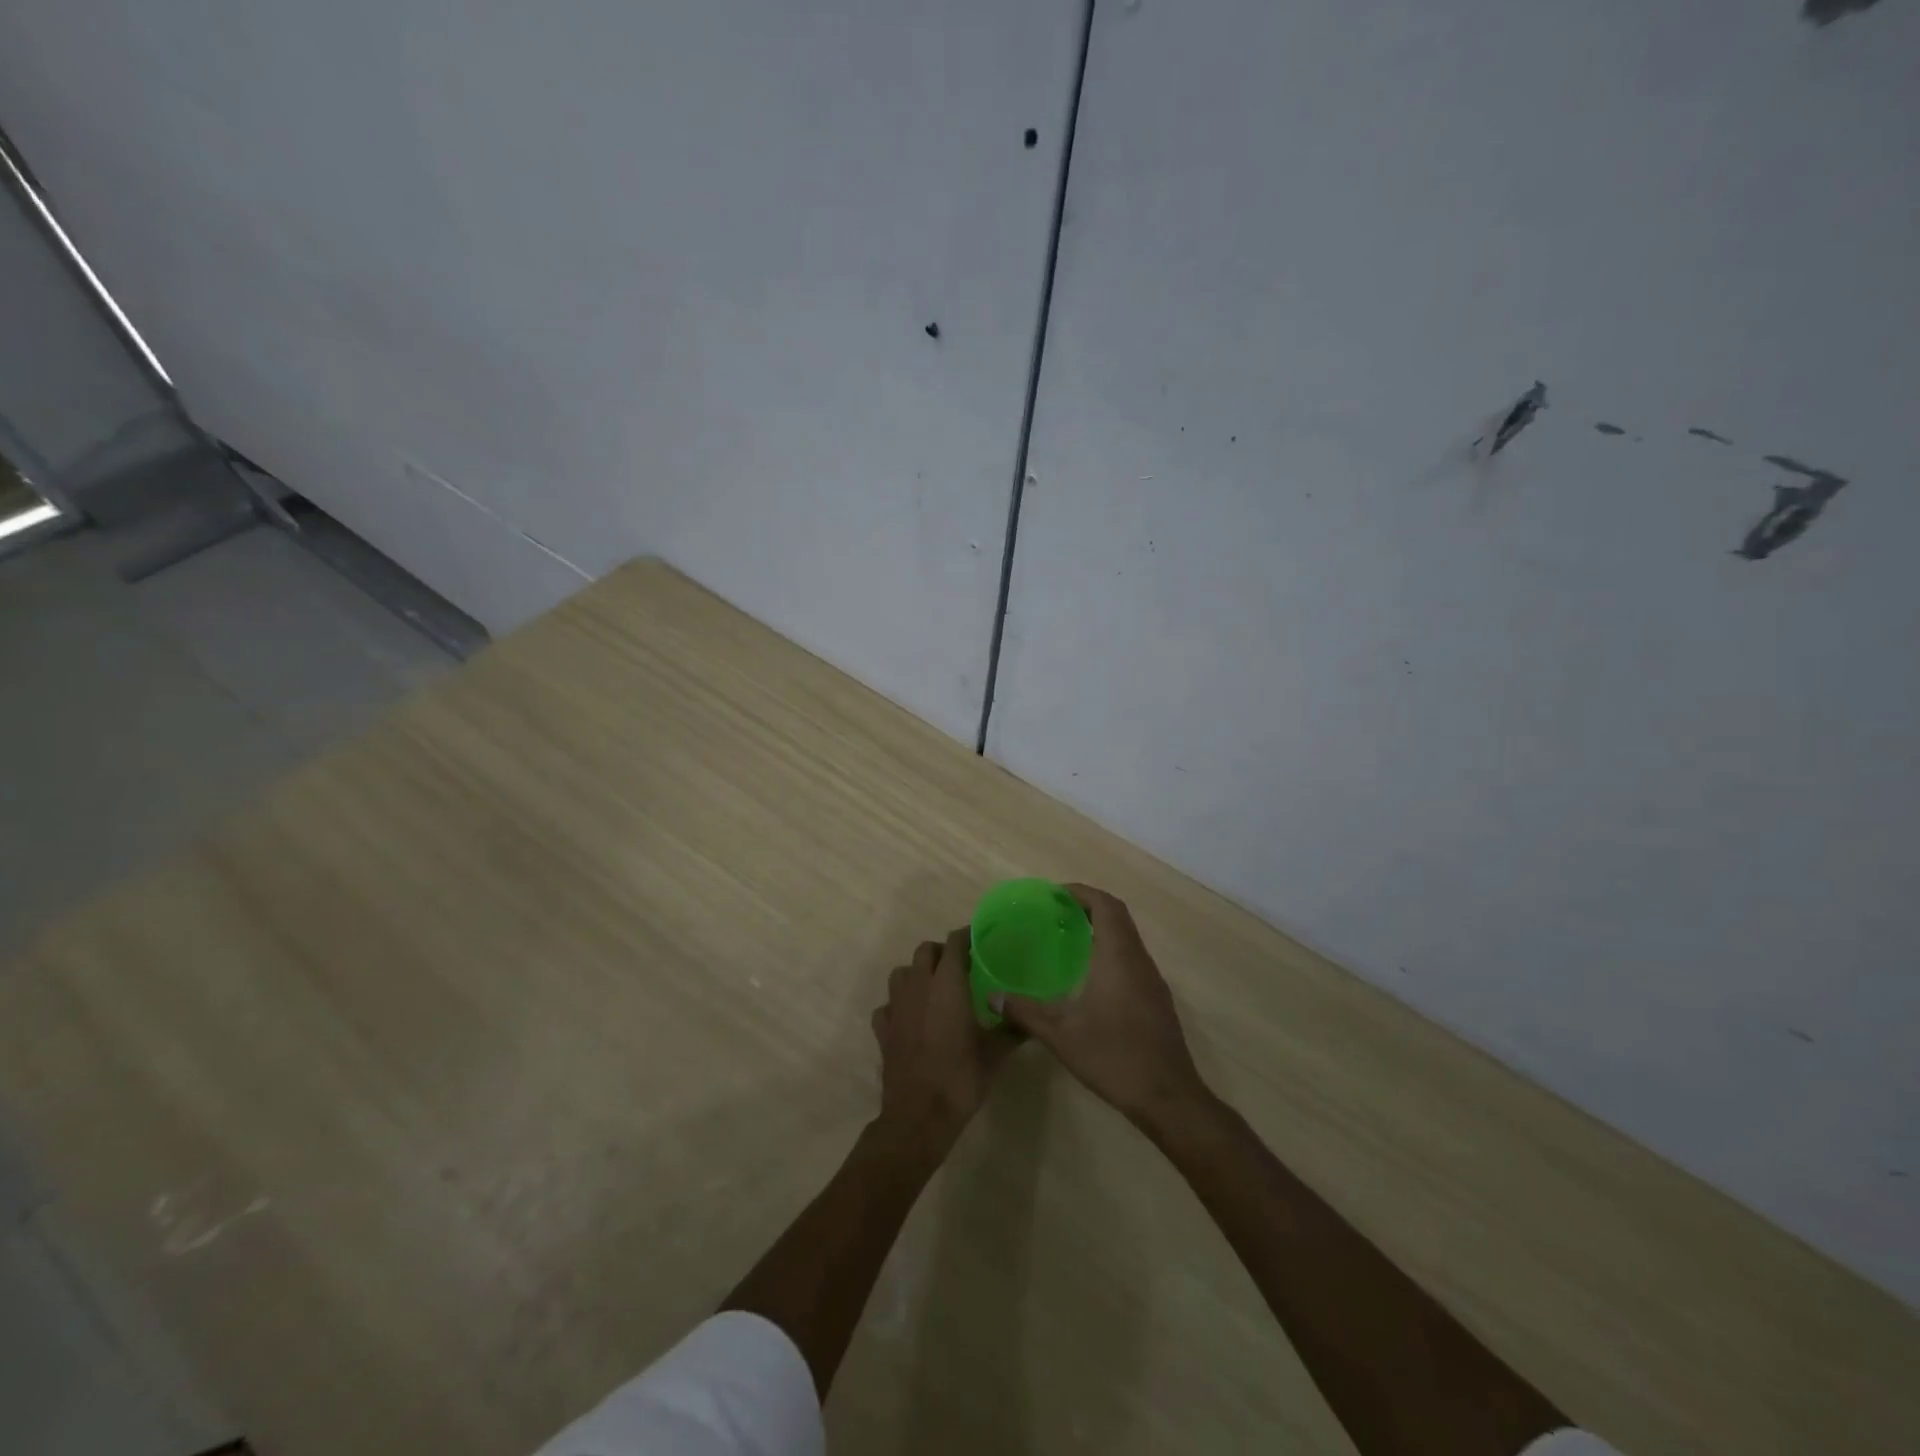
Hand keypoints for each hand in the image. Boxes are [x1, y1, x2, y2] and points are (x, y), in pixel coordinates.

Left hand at [871, 928, 1014, 1149]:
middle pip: (925, 952)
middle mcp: (918, 987)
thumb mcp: (995, 1054)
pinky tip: (910, 1018)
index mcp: (947, 985)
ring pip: (901, 973)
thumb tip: (1032, 1017)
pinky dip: (897, 1005)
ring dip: (916, 973)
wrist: (919, 1115)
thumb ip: (1013, 1028)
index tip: (978, 941)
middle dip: (941, 952)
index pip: (954, 944)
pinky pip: (887, 1005)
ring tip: (933, 988)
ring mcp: (896, 1007)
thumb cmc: (961, 1078)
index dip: (965, 937)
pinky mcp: (883, 1030)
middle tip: (960, 966)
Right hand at [994, 885, 1206, 1126]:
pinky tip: (1089, 976)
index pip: (1105, 906)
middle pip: (1118, 916)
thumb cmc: (1115, 1058)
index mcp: (1118, 957)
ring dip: (1101, 929)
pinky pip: (1132, 958)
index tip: (1054, 894)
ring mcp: (1152, 980)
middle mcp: (1139, 960)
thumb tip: (993, 997)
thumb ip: (1025, 1012)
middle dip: (1088, 906)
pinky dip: (1110, 951)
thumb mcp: (1061, 1036)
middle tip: (1055, 912)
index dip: (1081, 893)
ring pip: (1128, 938)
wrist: (1169, 1098)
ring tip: (1067, 938)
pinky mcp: (1156, 999)